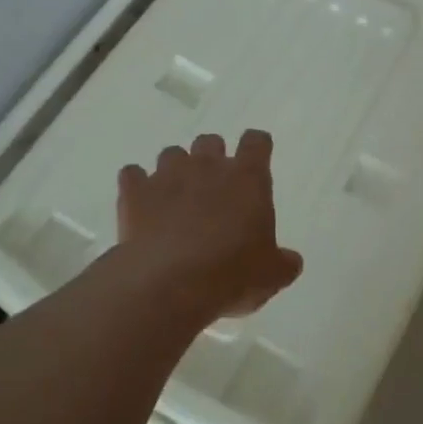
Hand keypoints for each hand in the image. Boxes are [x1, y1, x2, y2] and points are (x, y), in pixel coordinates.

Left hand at [116, 129, 302, 319]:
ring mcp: (168, 175)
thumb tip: (291, 261)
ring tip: (174, 199)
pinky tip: (139, 205)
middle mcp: (208, 166)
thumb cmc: (232, 273)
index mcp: (248, 178)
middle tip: (212, 188)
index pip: (256, 142)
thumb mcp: (271, 275)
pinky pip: (132, 175)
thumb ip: (282, 263)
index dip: (256, 147)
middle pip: (210, 141)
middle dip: (211, 158)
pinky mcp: (135, 192)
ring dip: (174, 170)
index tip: (255, 160)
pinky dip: (136, 185)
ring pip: (171, 153)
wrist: (170, 282)